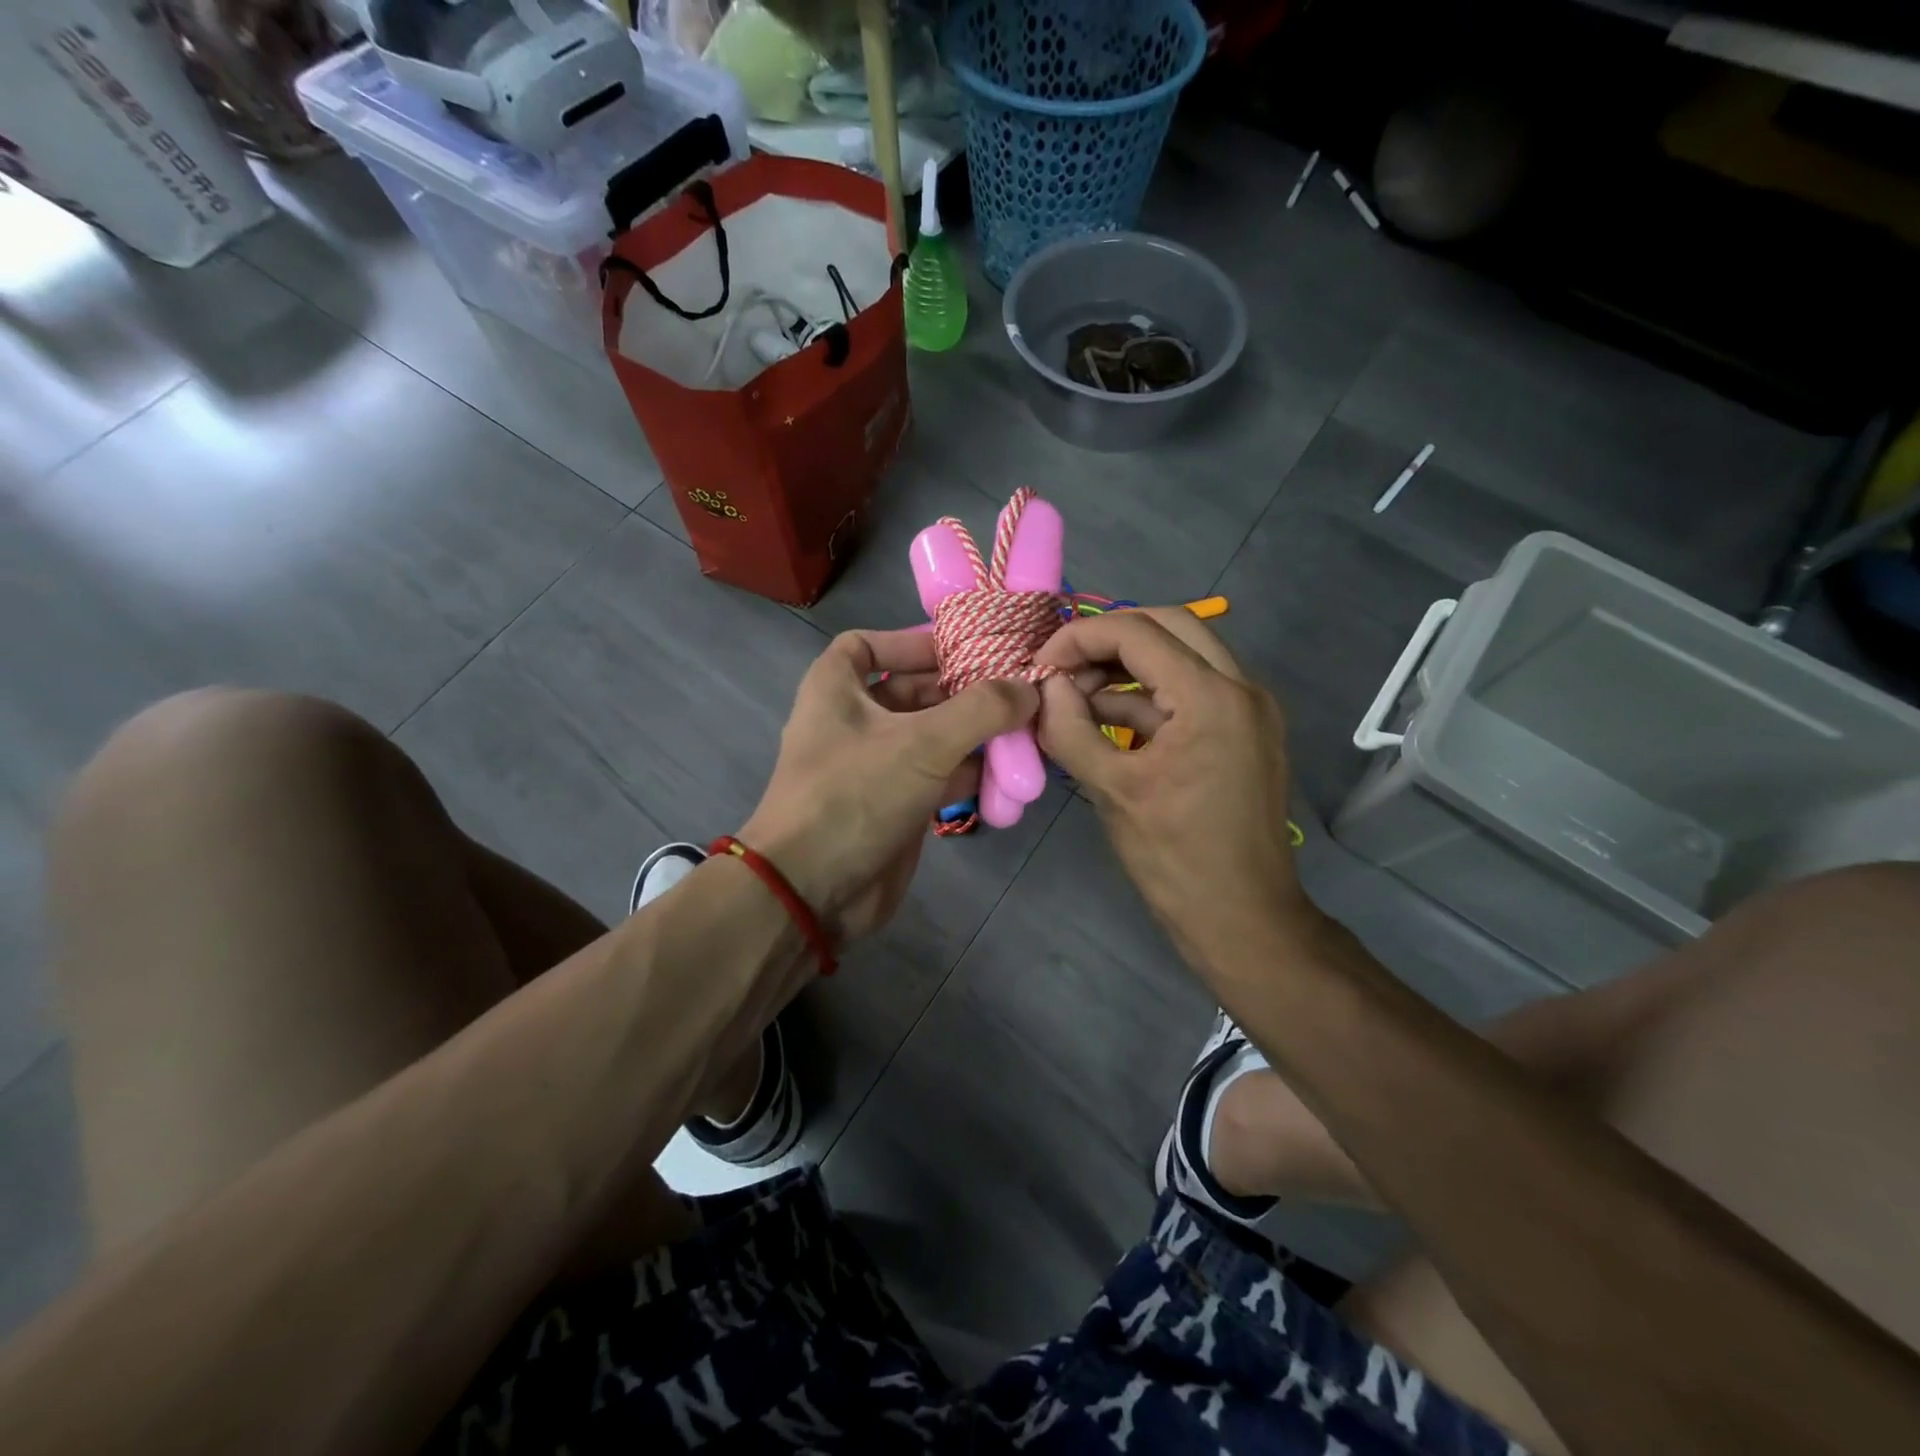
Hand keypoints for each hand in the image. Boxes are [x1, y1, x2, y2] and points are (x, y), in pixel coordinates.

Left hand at [740, 630, 1036, 942]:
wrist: (812, 891)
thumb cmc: (855, 796)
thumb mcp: (921, 742)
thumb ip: (982, 710)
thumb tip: (1030, 688)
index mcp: (836, 689)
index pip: (866, 644)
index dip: (909, 641)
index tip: (960, 648)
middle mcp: (853, 722)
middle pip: (912, 691)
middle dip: (961, 690)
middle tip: (1016, 690)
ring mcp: (875, 767)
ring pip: (931, 736)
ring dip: (974, 734)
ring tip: (1025, 730)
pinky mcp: (895, 806)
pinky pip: (938, 777)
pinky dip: (970, 773)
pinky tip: (1009, 774)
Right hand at [1033, 611, 1315, 975]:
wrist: (1243, 918)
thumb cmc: (1174, 857)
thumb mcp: (1111, 789)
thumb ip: (1069, 728)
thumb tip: (1046, 686)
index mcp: (1212, 696)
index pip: (1138, 632)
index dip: (1079, 638)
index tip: (1040, 665)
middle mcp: (1241, 688)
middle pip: (1168, 625)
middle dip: (1108, 641)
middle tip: (1063, 669)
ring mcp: (1248, 709)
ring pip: (1182, 656)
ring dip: (1126, 669)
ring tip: (1073, 700)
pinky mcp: (1243, 732)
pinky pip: (1191, 693)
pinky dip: (1147, 699)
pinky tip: (1103, 723)